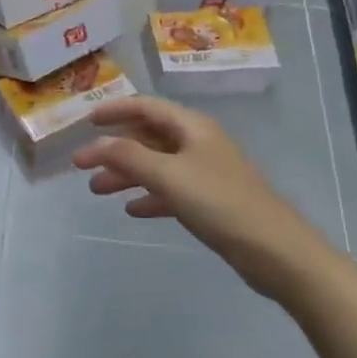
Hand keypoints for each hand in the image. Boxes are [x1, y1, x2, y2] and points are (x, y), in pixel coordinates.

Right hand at [72, 96, 334, 298]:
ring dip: (126, 174)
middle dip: (115, 148)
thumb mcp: (169, 175)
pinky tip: (131, 210)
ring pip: (156, 165)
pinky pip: (170, 191)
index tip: (86, 121)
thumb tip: (94, 144)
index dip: (115, 110)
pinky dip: (149, 196)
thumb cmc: (220, 203)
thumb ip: (128, 157)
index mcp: (192, 127)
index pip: (146, 107)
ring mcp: (205, 173)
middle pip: (148, 137)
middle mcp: (198, 144)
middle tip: (81, 165)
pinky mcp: (210, 202)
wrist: (275, 250)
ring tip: (96, 190)